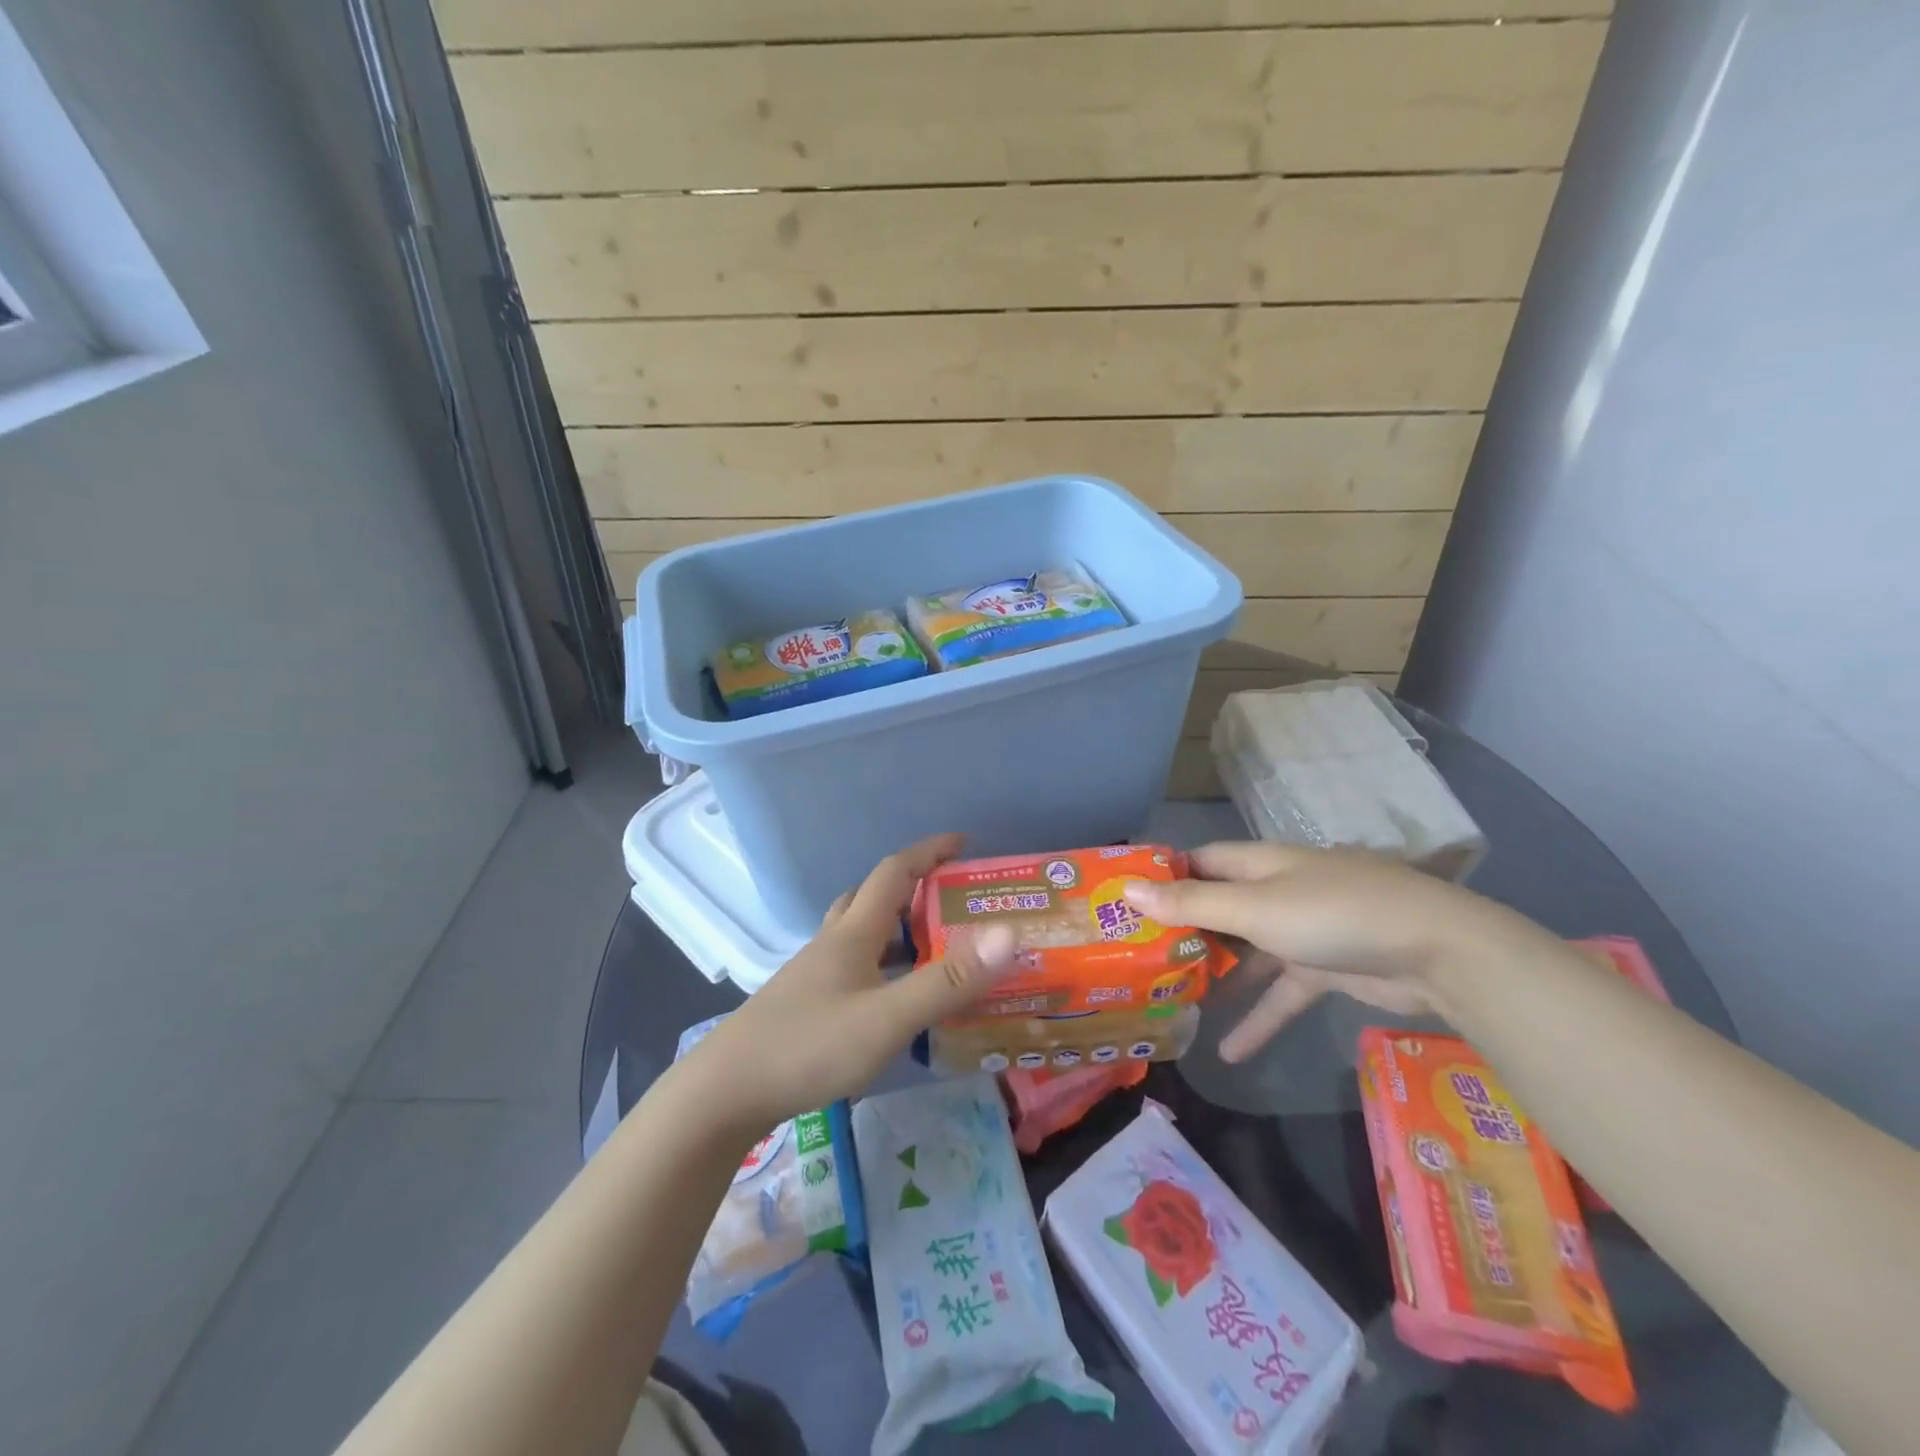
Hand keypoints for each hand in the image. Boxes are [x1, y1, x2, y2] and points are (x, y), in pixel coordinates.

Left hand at [689, 834, 1016, 1127]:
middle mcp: (833, 943)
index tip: (963, 842)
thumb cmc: (809, 1046)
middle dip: (914, 888)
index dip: (929, 852)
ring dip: (897, 928)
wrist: (726, 1092)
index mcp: (853, 932)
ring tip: (933, 948)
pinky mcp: (807, 1003)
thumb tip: (1008, 935)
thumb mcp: (887, 1018)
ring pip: (861, 933)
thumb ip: (947, 981)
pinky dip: (882, 966)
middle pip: (874, 897)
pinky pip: (854, 967)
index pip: (895, 872)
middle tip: (952, 900)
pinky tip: (894, 998)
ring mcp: (815, 974)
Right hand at [1123, 842, 1551, 1061]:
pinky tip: (1229, 1052)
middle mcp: (1278, 889)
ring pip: (1247, 951)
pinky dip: (1260, 1016)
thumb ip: (1192, 903)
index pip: (1200, 862)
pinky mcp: (1326, 967)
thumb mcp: (1255, 909)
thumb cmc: (1334, 915)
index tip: (1125, 901)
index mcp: (1260, 863)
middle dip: (1184, 930)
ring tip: (1175, 1000)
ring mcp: (1304, 929)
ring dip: (1217, 975)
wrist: (1439, 952)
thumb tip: (1128, 889)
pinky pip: (1282, 990)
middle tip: (1140, 958)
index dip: (1164, 876)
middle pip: (1220, 906)